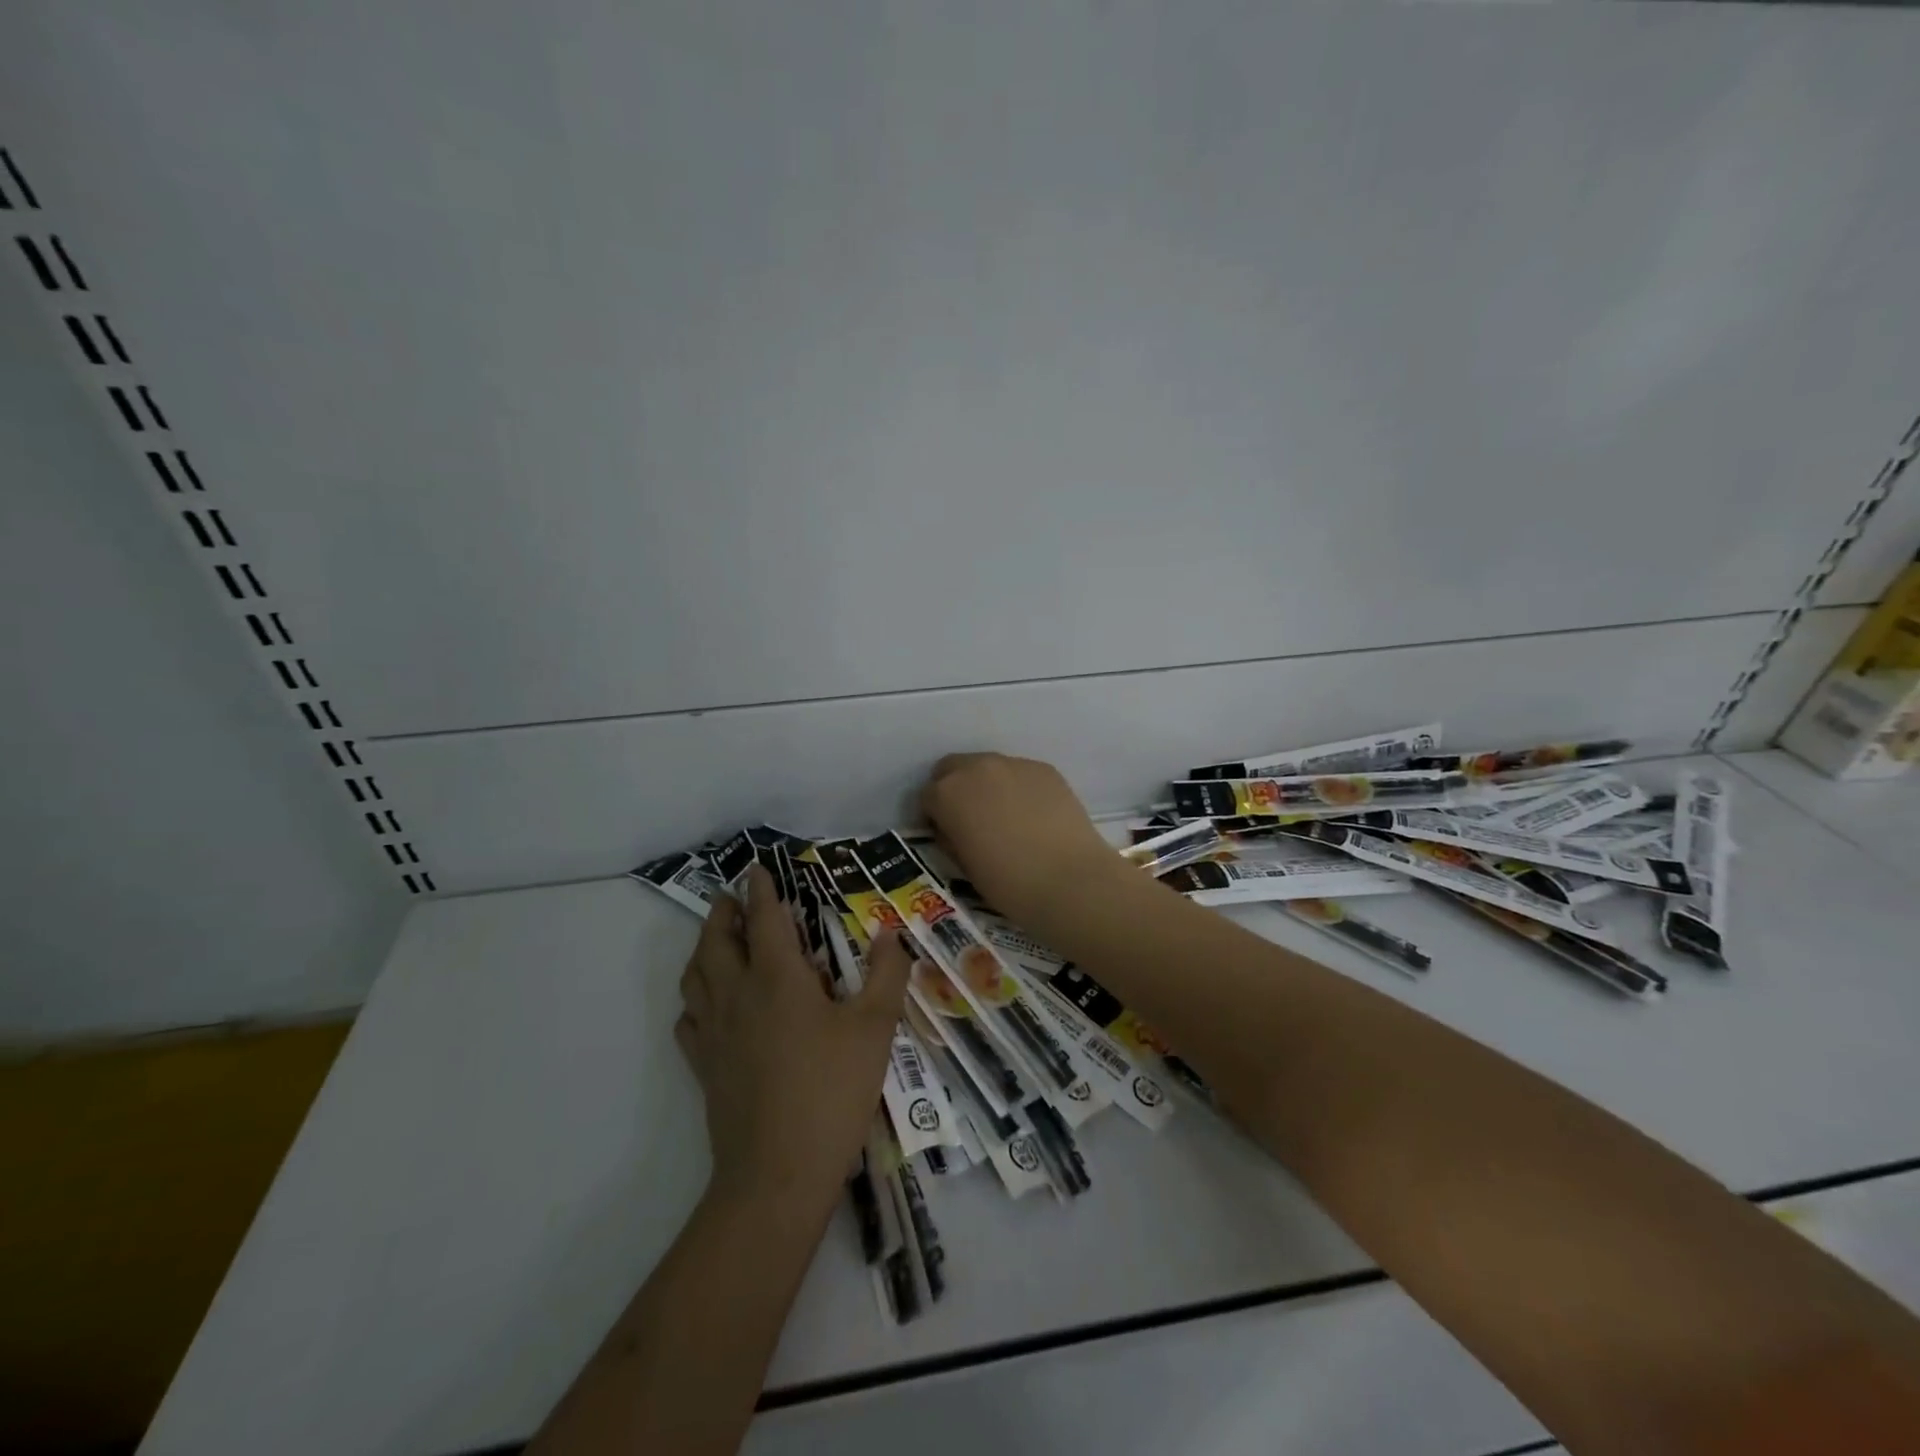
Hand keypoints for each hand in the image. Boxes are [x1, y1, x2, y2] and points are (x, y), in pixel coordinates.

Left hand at [676, 865, 909, 1211]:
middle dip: (722, 912)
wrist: (777, 1173)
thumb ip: (887, 975)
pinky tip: (707, 1007)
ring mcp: (714, 1032)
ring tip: (716, 941)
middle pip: (716, 940)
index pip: (763, 918)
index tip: (757, 868)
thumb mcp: (875, 1029)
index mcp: (777, 978)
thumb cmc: (832, 1092)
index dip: (761, 889)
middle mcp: (737, 995)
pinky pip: (689, 1020)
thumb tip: (890, 934)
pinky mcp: (704, 1066)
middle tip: (732, 898)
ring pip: (695, 976)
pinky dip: (695, 1001)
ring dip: (703, 948)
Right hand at [919, 752, 1124, 930]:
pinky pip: (1020, 774)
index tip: (946, 835)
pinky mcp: (1045, 769)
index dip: (934, 817)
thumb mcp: (963, 865)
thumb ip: (952, 836)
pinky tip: (1033, 816)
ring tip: (1005, 817)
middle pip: (953, 768)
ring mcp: (1014, 764)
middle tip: (970, 820)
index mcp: (947, 793)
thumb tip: (954, 828)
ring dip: (987, 786)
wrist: (1069, 880)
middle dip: (955, 789)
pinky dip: (1018, 788)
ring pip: (989, 768)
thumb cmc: (1007, 883)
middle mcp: (976, 768)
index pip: (927, 796)